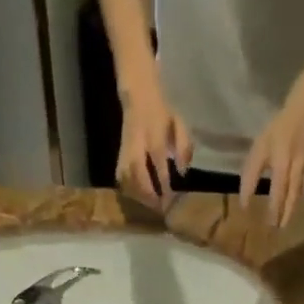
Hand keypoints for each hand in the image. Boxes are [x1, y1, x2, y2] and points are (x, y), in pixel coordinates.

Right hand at [117, 80, 193, 204]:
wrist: (139, 95)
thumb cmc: (162, 112)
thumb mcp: (179, 123)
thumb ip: (184, 147)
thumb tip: (183, 172)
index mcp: (154, 134)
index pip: (158, 161)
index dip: (164, 181)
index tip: (170, 198)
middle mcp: (137, 144)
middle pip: (138, 173)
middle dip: (149, 193)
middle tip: (160, 208)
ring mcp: (126, 150)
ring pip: (127, 177)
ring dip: (138, 195)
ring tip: (150, 205)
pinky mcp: (119, 155)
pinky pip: (120, 177)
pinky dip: (129, 190)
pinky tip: (138, 198)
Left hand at [238, 90, 303, 226]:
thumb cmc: (280, 124)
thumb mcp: (260, 145)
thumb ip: (252, 172)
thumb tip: (245, 198)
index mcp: (280, 165)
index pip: (273, 193)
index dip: (268, 208)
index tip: (262, 220)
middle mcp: (294, 168)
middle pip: (288, 197)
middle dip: (283, 214)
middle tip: (278, 229)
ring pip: (299, 193)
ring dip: (292, 208)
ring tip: (287, 221)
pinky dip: (303, 193)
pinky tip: (300, 199)